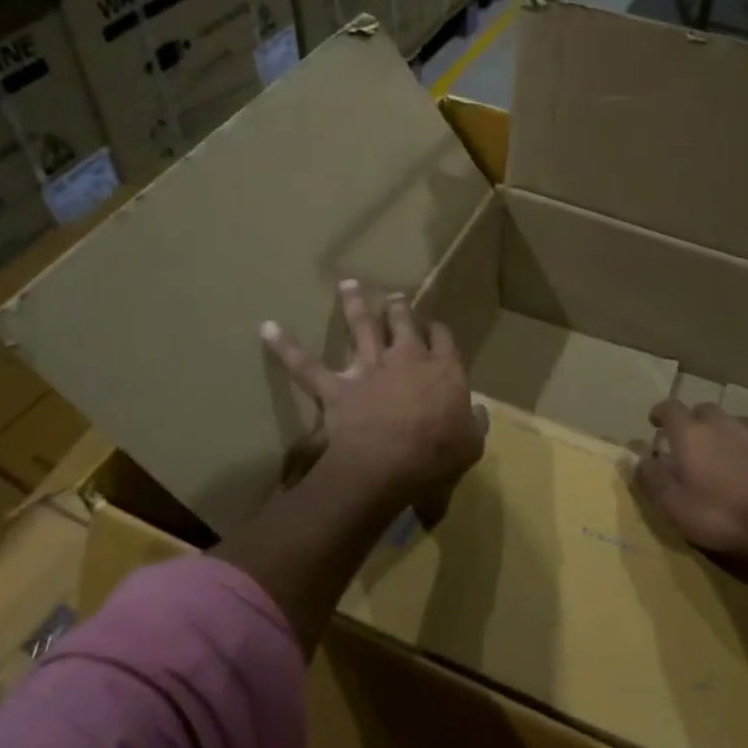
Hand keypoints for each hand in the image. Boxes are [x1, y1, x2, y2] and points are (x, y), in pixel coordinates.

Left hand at [262, 280, 484, 511]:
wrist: (390, 462)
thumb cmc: (437, 454)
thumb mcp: (471, 444)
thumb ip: (476, 424)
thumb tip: (481, 412)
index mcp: (443, 371)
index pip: (443, 340)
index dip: (438, 332)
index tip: (435, 327)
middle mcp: (406, 359)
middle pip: (403, 324)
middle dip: (399, 309)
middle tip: (395, 298)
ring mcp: (369, 369)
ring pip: (361, 328)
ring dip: (353, 305)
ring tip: (348, 285)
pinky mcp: (337, 387)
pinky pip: (305, 366)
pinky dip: (285, 347)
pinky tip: (266, 328)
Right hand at [632, 400, 747, 563]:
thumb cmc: (718, 513)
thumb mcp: (671, 503)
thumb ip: (650, 477)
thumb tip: (635, 457)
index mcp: (691, 432)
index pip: (670, 407)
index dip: (660, 412)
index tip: (654, 422)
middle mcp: (722, 424)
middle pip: (704, 410)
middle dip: (694, 420)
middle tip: (689, 440)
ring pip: (736, 423)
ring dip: (726, 432)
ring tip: (723, 451)